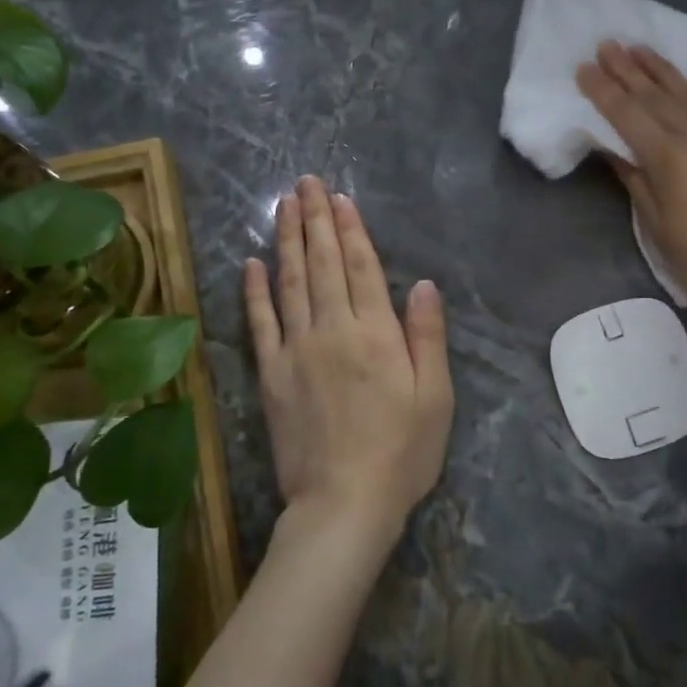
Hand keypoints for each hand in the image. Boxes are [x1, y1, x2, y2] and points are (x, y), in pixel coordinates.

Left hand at [244, 177, 453, 541]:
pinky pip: (260, 323)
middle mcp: (332, 330)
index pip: (360, 267)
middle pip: (321, 263)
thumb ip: (426, 336)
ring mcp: (296, 350)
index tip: (340, 198)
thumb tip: (421, 283)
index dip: (350, 230)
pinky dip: (255, 290)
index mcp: (376, 334)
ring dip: (286, 239)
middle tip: (305, 182)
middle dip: (314, 219)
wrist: (343, 504)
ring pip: (290, 282)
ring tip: (283, 205)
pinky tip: (252, 263)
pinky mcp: (271, 374)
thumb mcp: (435, 397)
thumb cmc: (401, 452)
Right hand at [577, 41, 686, 325]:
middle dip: (628, 70)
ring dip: (663, 70)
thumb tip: (616, 151)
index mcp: (669, 157)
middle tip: (607, 44)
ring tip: (641, 48)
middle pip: (656, 96)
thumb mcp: (659, 228)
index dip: (603, 90)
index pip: (627, 114)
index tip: (583, 68)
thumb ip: (637, 182)